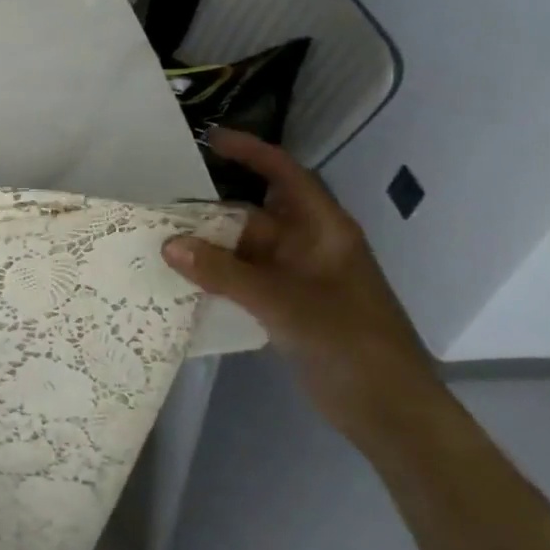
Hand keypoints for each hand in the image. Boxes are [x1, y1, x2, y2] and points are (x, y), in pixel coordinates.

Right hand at [162, 128, 438, 437]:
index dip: (252, 153)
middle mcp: (308, 248)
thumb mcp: (283, 302)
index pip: (285, 176)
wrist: (389, 410)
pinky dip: (215, 279)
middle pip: (253, 217)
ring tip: (160, 245)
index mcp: (323, 231)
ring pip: (244, 252)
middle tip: (161, 211)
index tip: (211, 139)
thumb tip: (169, 244)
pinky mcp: (287, 308)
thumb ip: (224, 273)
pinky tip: (182, 284)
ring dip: (208, 250)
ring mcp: (297, 280)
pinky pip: (243, 281)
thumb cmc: (348, 341)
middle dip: (210, 212)